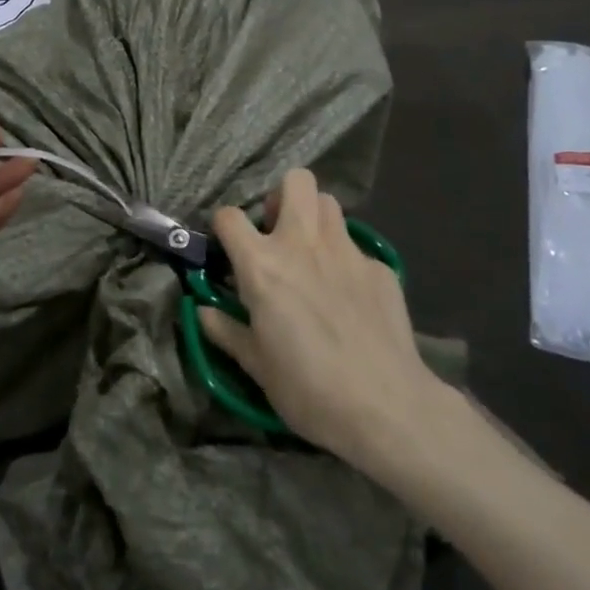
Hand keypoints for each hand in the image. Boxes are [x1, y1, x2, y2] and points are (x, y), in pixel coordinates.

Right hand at [198, 169, 430, 467]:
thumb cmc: (307, 388)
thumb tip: (204, 311)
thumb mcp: (256, 365)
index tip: (228, 250)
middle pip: (295, 182)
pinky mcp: (380, 268)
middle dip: (281, 197)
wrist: (386, 407)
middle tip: (277, 232)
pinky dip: (345, 261)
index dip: (223, 228)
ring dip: (314, 219)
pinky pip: (357, 247)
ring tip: (311, 255)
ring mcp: (347, 251)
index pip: (229, 216)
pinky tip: (349, 296)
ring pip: (329, 204)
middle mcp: (303, 244)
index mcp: (263, 265)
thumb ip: (227, 330)